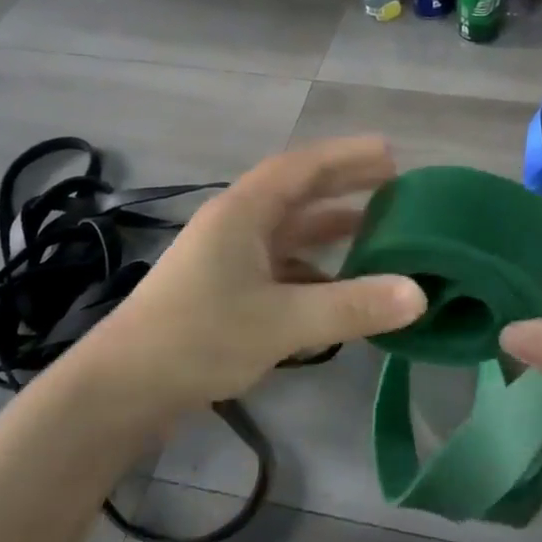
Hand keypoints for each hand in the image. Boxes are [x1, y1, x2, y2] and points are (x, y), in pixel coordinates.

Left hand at [81, 136, 426, 412]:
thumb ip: (352, 305)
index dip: (347, 156)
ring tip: (377, 229)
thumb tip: (420, 293)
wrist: (121, 388)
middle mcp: (237, 224)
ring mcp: (228, 257)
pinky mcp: (225, 289)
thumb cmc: (199, 338)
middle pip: (298, 192)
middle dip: (344, 184)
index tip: (390, 153)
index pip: (303, 167)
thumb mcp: (282, 321)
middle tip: (394, 182)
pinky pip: (281, 264)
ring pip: (290, 230)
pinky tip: (340, 286)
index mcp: (244, 212)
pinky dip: (314, 267)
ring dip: (330, 226)